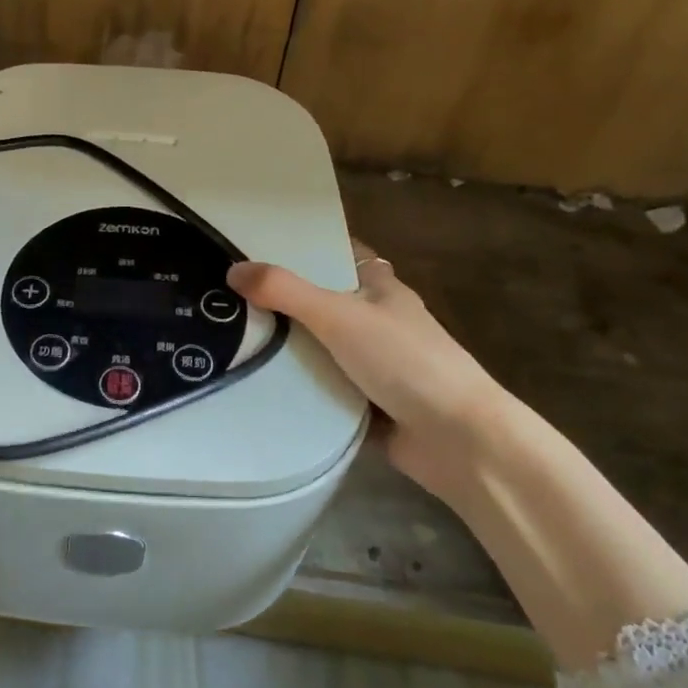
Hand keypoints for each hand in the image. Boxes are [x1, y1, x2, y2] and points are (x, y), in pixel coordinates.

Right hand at [227, 241, 520, 498]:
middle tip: (228, 296)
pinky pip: (322, 388)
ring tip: (230, 337)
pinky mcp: (367, 404)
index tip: (259, 247)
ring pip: (320, 348)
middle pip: (322, 303)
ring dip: (287, 348)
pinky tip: (257, 385)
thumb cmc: (405, 361)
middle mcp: (378, 322)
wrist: (458, 441)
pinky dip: (298, 388)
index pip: (340, 255)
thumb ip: (286, 291)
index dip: (306, 247)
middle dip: (283, 302)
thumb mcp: (340, 315)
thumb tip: (233, 270)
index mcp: (381, 289)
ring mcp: (374, 366)